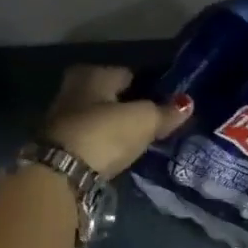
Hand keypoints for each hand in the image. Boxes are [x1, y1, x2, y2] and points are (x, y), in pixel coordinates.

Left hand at [43, 66, 190, 178]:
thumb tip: (187, 104)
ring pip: (100, 117)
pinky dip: (106, 142)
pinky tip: (120, 151)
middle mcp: (74, 89)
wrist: (61, 173)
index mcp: (93, 74)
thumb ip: (165, 112)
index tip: (167, 102)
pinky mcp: (60, 145)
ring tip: (141, 139)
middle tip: (155, 121)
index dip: (150, 87)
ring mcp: (63, 118)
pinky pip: (93, 137)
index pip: (129, 74)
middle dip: (131, 106)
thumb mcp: (144, 120)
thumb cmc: (105, 133)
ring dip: (117, 126)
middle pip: (112, 95)